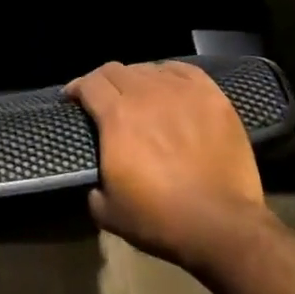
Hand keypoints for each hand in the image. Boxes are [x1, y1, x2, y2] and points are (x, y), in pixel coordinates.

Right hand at [67, 61, 274, 271]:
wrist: (222, 224)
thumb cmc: (161, 220)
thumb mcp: (109, 212)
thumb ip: (93, 186)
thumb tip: (94, 182)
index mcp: (117, 116)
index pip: (89, 84)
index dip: (76, 87)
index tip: (72, 98)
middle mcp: (145, 93)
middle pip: (116, 70)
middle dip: (103, 81)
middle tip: (104, 98)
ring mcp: (180, 90)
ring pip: (148, 68)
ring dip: (136, 79)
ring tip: (139, 96)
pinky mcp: (210, 94)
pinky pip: (182, 70)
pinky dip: (168, 74)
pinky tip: (169, 86)